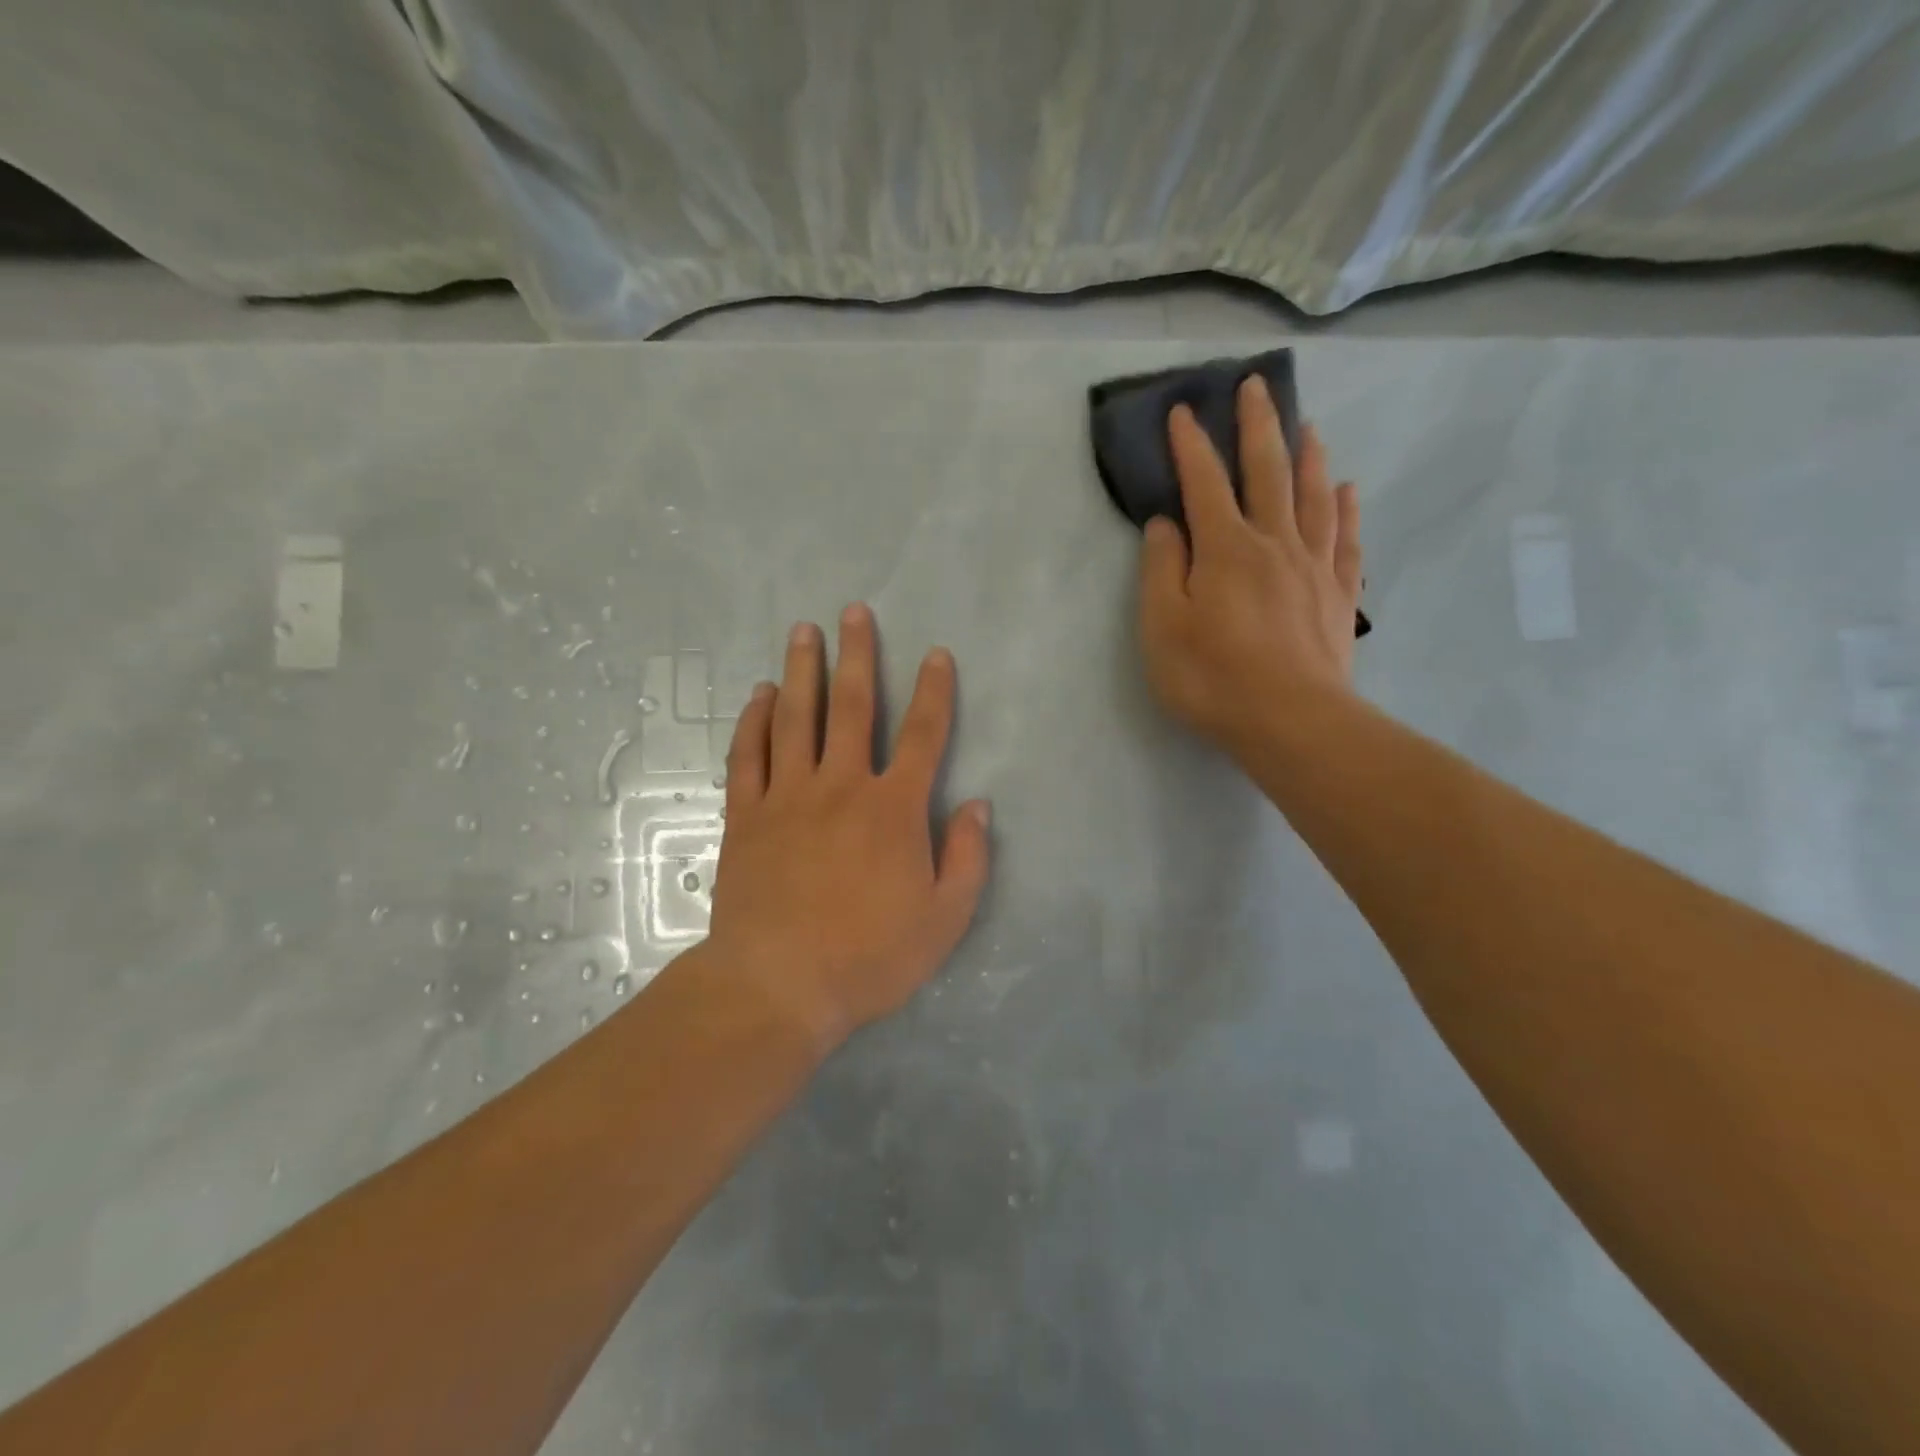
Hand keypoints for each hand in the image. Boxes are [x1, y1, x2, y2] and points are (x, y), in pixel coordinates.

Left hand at [704, 605, 991, 1050]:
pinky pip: (748, 755)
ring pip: (796, 718)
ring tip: (803, 632)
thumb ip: (968, 858)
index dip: (934, 691)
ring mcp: (788, 796)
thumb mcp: (944, 919)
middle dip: (857, 655)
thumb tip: (978, 806)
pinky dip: (754, 721)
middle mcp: (841, 786)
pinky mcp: (747, 816)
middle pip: (852, 706)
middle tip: (853, 612)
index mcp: (894, 808)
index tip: (936, 654)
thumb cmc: (868, 956)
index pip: (923, 735)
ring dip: (801, 670)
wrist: (777, 985)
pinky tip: (760, 695)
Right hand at [1138, 376, 1362, 758]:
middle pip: (1268, 472)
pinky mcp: (1338, 596)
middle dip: (1259, 426)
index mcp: (1225, 549)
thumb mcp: (1162, 627)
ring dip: (1307, 457)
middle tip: (1257, 385)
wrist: (1290, 721)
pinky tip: (1346, 492)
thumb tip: (1166, 524)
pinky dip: (1345, 510)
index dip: (1192, 445)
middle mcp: (1274, 543)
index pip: (1204, 483)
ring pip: (1312, 497)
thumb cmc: (1213, 677)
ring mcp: (1313, 567)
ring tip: (1309, 427)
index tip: (1183, 410)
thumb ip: (1161, 570)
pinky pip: (1346, 540)